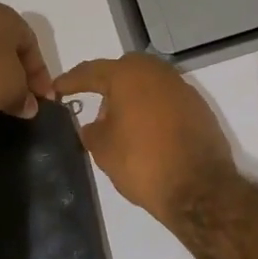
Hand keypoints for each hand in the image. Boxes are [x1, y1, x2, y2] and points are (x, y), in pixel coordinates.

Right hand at [56, 53, 236, 222]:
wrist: (198, 188)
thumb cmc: (142, 163)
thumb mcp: (103, 149)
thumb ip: (91, 130)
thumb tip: (94, 123)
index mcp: (129, 75)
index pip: (92, 71)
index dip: (72, 80)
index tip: (57, 88)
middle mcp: (158, 73)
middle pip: (125, 70)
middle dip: (107, 83)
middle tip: (94, 102)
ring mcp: (182, 88)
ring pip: (149, 83)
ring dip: (133, 96)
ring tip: (120, 121)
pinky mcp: (199, 108)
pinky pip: (167, 99)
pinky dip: (153, 108)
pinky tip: (146, 130)